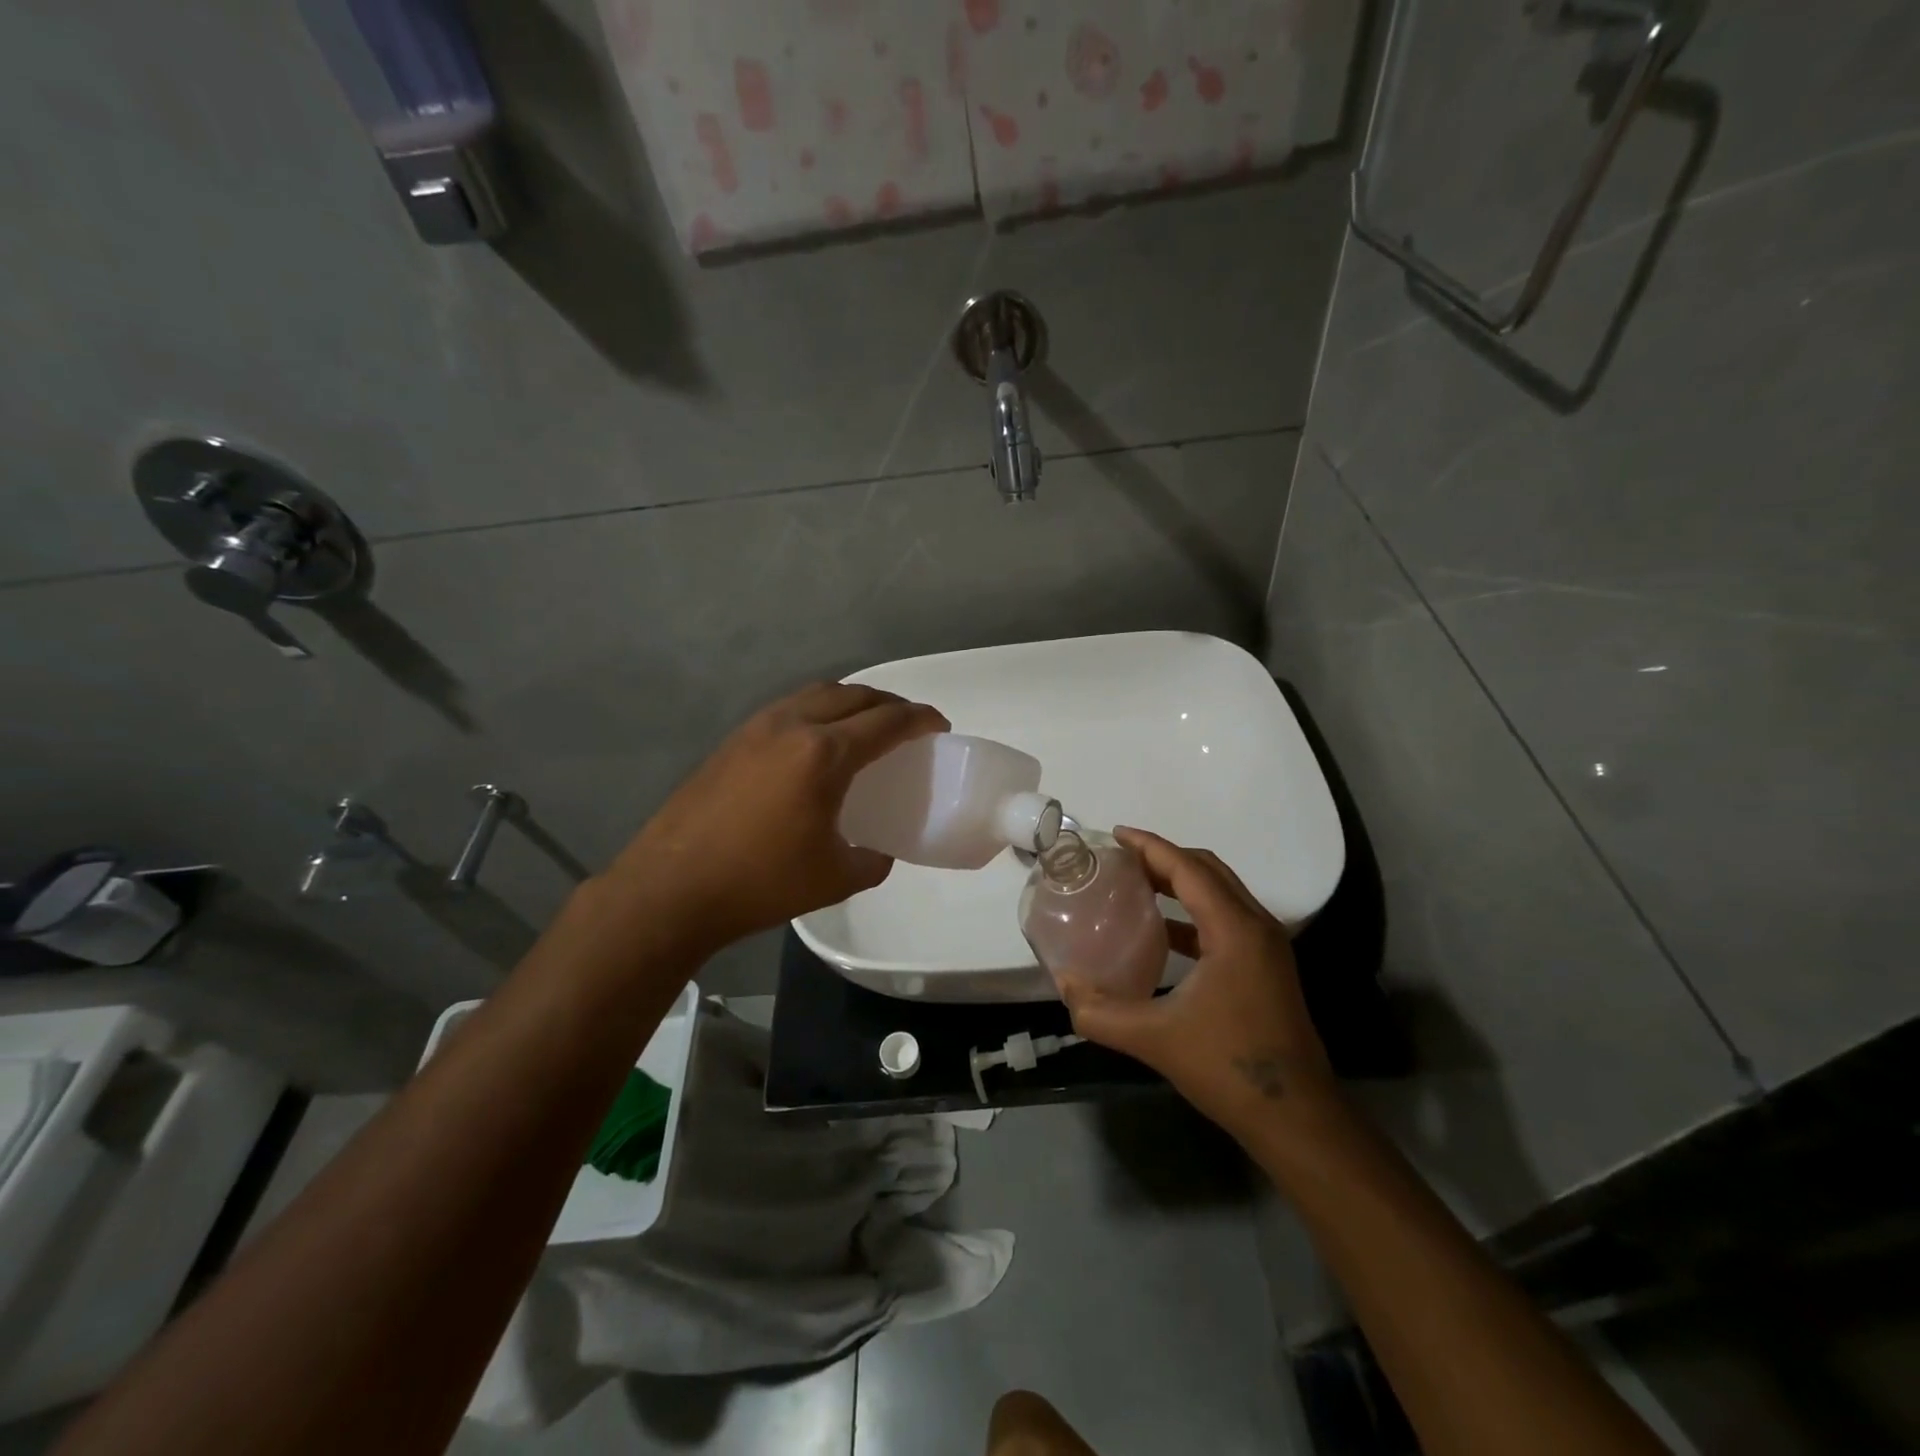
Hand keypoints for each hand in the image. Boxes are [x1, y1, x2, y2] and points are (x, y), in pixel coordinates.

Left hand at [606, 683, 947, 954]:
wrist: (672, 888)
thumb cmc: (760, 882)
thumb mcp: (835, 878)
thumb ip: (872, 860)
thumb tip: (879, 852)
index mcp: (824, 754)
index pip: (887, 722)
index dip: (920, 719)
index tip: (939, 725)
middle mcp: (793, 726)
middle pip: (854, 695)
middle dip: (889, 703)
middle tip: (908, 725)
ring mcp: (757, 728)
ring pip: (817, 694)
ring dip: (851, 701)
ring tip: (865, 726)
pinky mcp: (733, 740)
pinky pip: (789, 708)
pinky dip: (818, 710)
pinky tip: (816, 742)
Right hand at [1056, 827, 1338, 1134]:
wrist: (1297, 1118)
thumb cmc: (1228, 1067)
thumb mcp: (1155, 1039)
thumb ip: (1100, 1013)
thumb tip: (1065, 987)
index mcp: (1234, 929)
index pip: (1187, 868)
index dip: (1150, 846)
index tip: (1115, 834)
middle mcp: (1256, 926)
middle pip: (1208, 870)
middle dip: (1164, 857)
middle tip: (1121, 859)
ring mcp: (1267, 947)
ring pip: (1221, 892)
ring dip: (1181, 881)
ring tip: (1136, 885)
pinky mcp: (1267, 967)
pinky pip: (1226, 918)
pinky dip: (1193, 911)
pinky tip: (1163, 932)